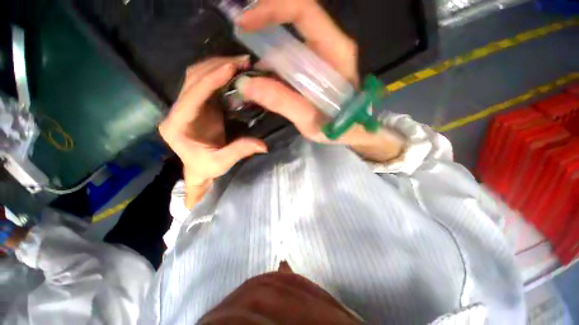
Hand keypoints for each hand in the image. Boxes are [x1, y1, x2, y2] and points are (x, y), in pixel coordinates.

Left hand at [159, 56, 266, 208]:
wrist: (197, 168)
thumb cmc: (205, 168)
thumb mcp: (221, 163)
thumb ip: (239, 151)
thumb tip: (263, 145)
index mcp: (177, 126)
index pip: (192, 96)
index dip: (211, 80)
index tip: (231, 68)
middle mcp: (177, 111)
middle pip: (192, 79)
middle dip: (216, 66)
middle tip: (242, 61)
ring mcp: (186, 106)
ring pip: (196, 76)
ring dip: (217, 65)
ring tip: (240, 63)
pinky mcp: (197, 105)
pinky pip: (205, 83)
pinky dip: (219, 74)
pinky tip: (234, 72)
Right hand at [236, 0, 403, 161]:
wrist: (353, 131)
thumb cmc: (339, 127)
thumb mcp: (312, 121)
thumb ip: (284, 103)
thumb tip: (246, 84)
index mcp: (336, 52)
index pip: (304, 11)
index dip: (272, 10)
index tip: (244, 24)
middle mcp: (330, 46)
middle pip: (294, 19)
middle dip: (263, 25)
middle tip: (240, 41)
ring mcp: (322, 56)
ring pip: (290, 38)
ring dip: (265, 46)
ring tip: (248, 66)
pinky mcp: (314, 68)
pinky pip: (290, 56)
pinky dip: (273, 62)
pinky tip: (263, 78)